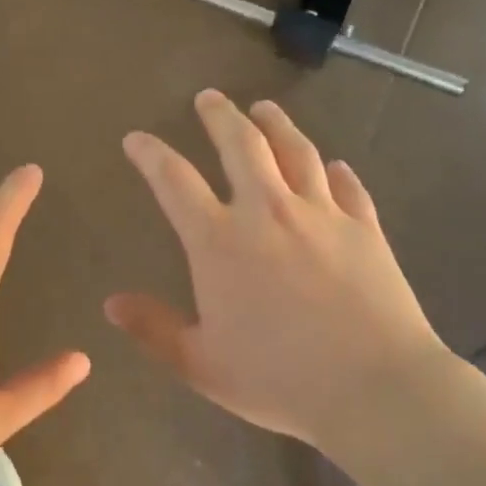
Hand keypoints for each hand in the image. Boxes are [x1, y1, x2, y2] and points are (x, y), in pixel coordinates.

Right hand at [106, 91, 447, 449]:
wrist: (374, 388)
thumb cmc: (278, 379)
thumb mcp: (201, 364)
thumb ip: (153, 329)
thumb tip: (111, 303)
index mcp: (219, 241)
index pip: (174, 181)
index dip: (150, 155)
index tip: (136, 139)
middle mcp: (267, 212)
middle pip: (241, 145)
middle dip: (220, 116)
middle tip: (209, 97)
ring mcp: (322, 215)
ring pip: (296, 152)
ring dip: (276, 125)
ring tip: (264, 108)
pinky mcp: (365, 228)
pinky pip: (348, 187)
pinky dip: (336, 172)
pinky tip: (334, 165)